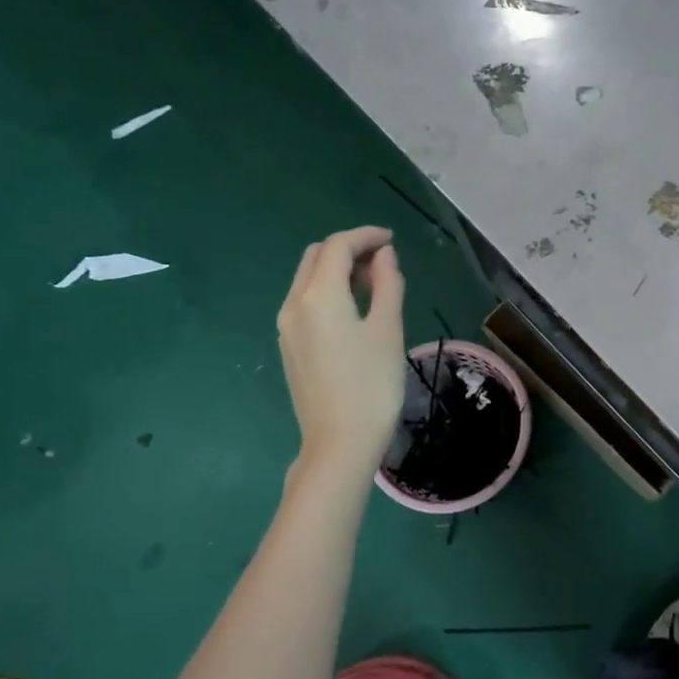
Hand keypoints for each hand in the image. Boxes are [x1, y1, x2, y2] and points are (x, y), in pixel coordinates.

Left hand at [277, 227, 405, 472]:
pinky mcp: (289, 345)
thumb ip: (387, 284)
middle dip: (349, 249)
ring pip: (307, 278)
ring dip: (337, 269)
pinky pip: (305, 301)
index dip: (366, 236)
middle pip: (317, 257)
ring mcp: (286, 326)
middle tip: (383, 261)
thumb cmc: (372, 385)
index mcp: (318, 296)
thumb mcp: (388, 329)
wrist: (339, 442)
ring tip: (373, 283)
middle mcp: (294, 304)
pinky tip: (353, 308)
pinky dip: (328, 290)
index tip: (392, 241)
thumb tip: (383, 255)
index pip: (338, 246)